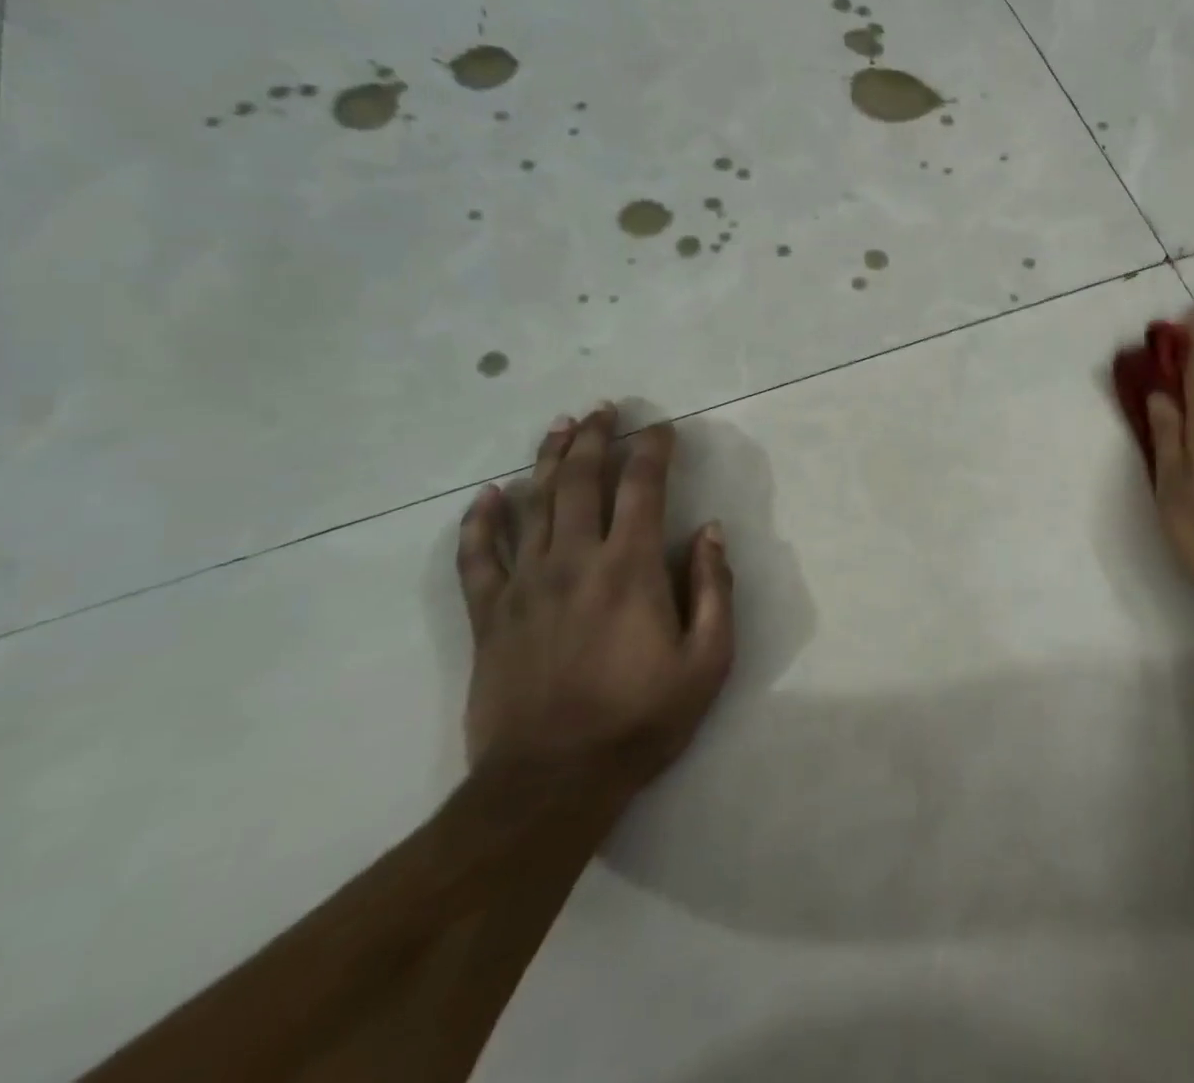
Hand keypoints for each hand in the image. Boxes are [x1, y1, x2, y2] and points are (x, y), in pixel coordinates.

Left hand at [455, 404, 733, 779]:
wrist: (550, 784)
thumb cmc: (640, 719)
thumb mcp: (708, 660)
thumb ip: (715, 589)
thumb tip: (712, 531)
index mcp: (630, 568)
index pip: (643, 487)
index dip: (653, 449)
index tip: (662, 428)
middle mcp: (575, 560)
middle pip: (582, 480)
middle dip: (595, 437)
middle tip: (603, 409)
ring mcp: (525, 585)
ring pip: (533, 504)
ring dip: (548, 460)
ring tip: (560, 427)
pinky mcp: (489, 615)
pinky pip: (478, 557)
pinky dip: (480, 522)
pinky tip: (487, 495)